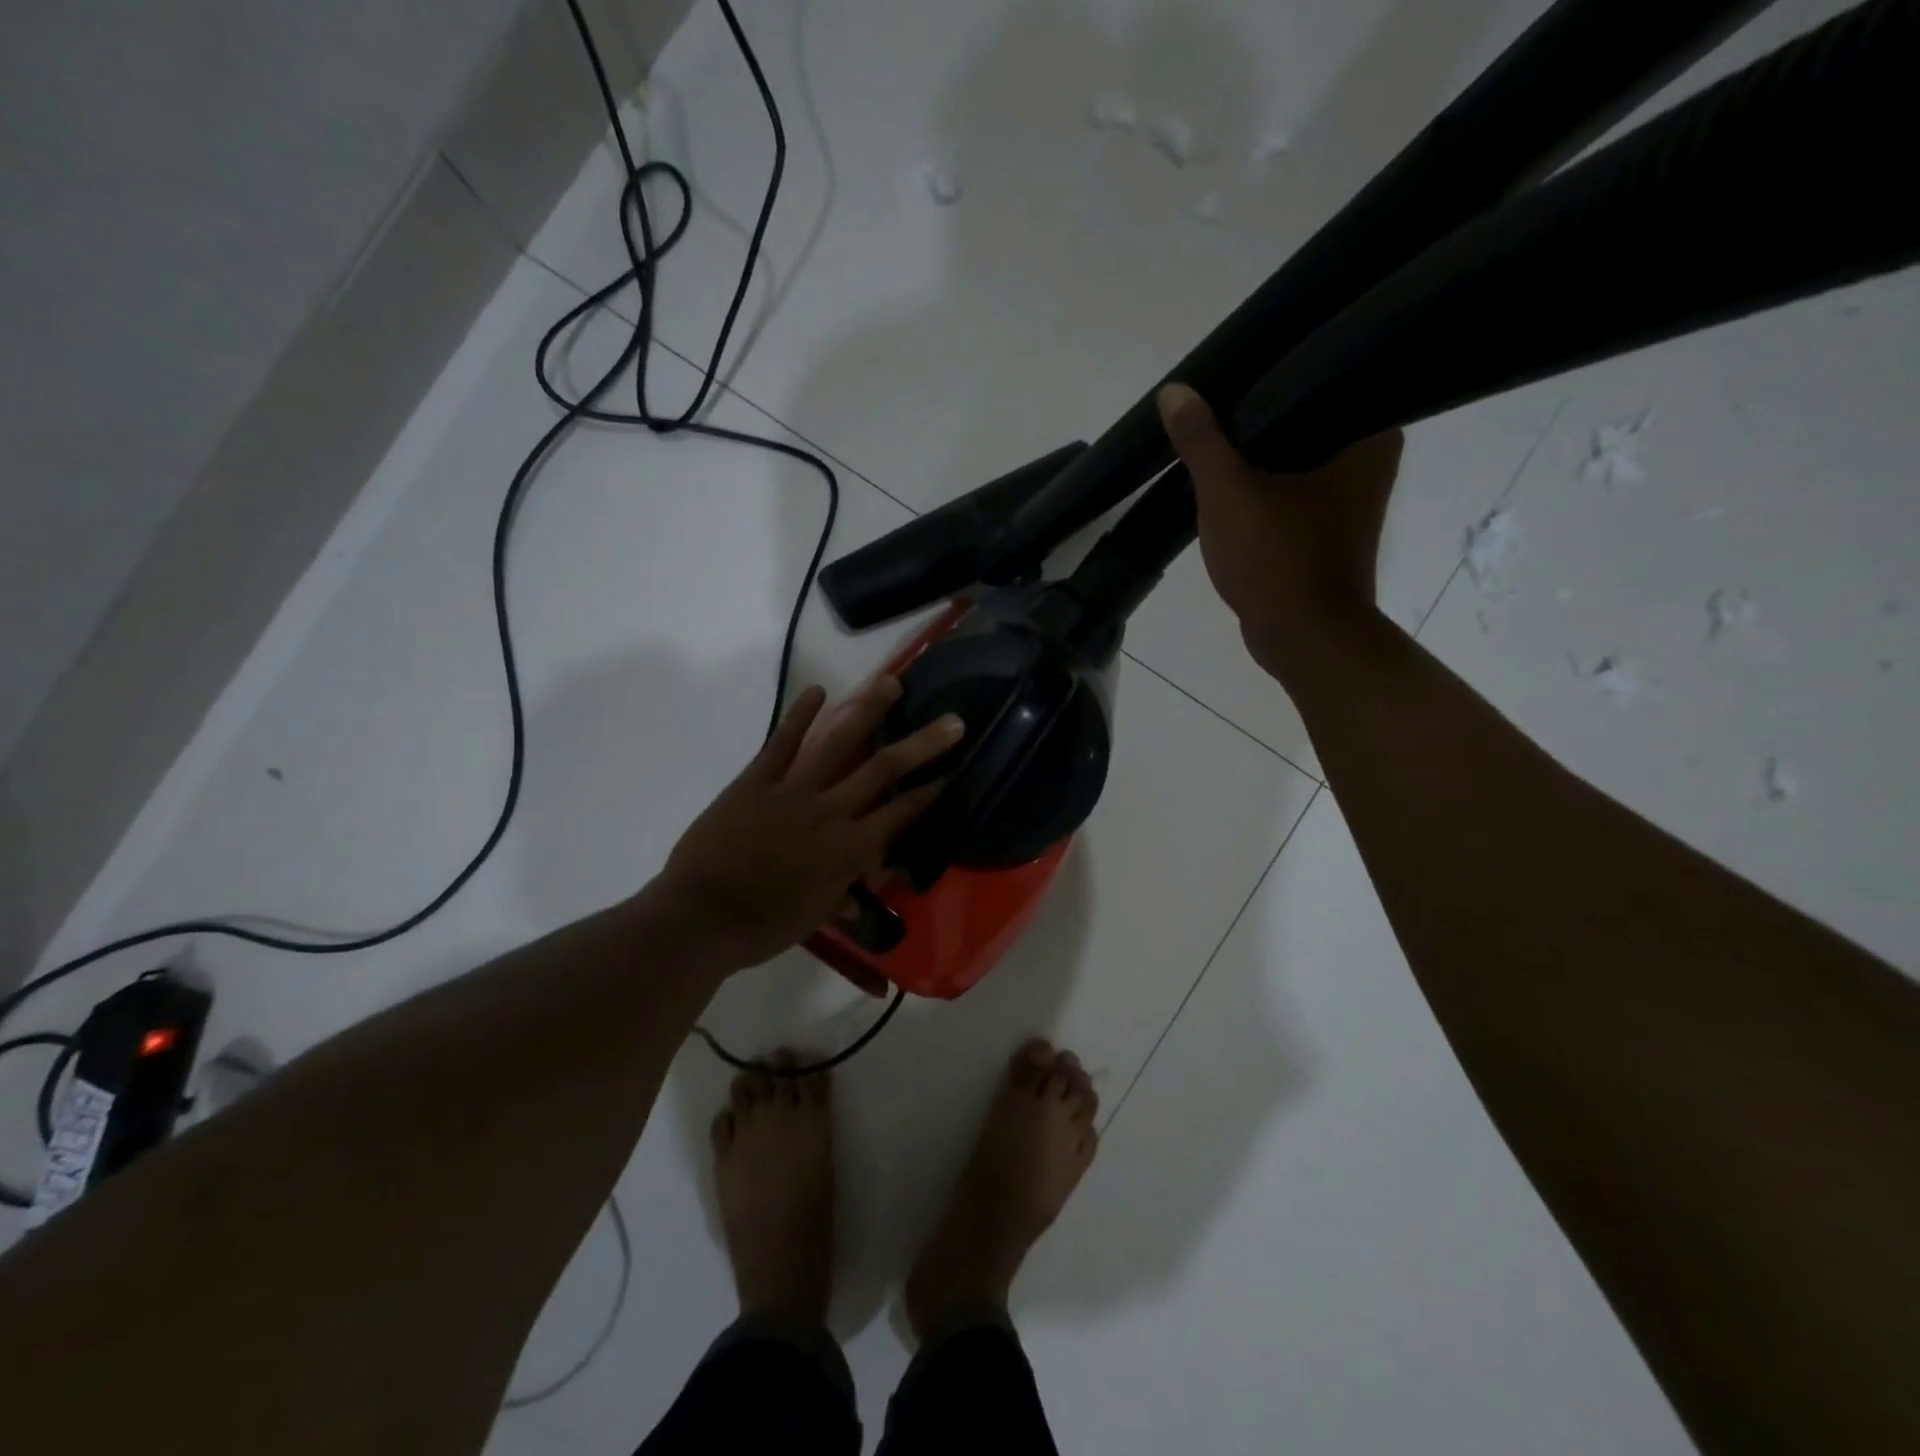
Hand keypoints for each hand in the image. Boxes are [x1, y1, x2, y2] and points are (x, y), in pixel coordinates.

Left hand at [651, 676, 963, 972]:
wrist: (702, 917)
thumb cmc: (764, 926)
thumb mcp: (816, 915)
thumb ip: (844, 891)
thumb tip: (864, 885)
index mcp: (851, 849)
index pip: (902, 812)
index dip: (931, 791)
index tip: (954, 769)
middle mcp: (832, 811)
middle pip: (885, 769)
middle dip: (923, 744)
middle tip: (952, 721)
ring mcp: (794, 790)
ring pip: (839, 743)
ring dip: (868, 710)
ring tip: (890, 682)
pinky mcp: (757, 780)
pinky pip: (782, 742)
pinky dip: (799, 715)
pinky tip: (818, 690)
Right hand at [1157, 383, 1402, 675]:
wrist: (1302, 638)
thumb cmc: (1277, 558)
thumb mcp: (1228, 493)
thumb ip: (1201, 441)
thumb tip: (1174, 392)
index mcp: (1369, 435)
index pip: (1323, 378)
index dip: (1273, 372)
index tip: (1232, 370)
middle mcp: (1371, 459)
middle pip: (1304, 419)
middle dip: (1258, 414)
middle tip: (1213, 399)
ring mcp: (1350, 498)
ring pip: (1295, 457)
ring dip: (1257, 454)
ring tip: (1212, 432)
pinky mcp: (1326, 529)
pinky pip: (1290, 490)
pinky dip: (1262, 486)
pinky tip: (1226, 480)